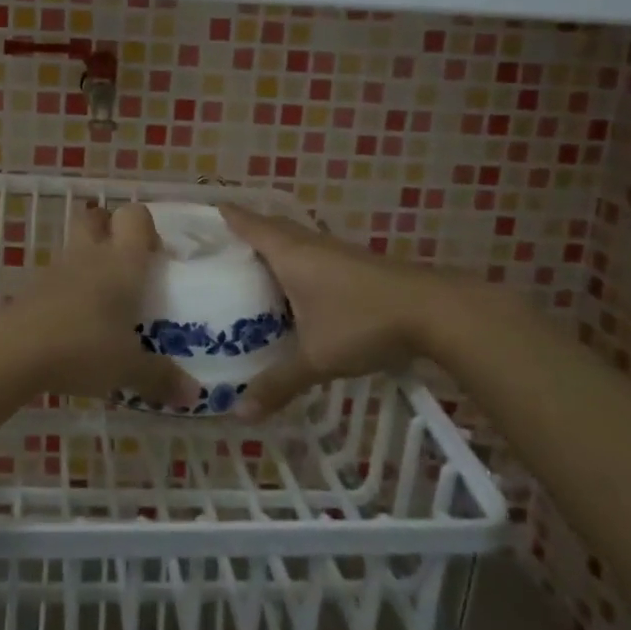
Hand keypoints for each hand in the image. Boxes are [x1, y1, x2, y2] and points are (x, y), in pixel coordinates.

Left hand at [0, 203, 201, 409]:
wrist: (15, 351)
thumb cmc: (84, 347)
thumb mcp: (128, 368)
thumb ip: (161, 377)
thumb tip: (194, 394)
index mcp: (122, 262)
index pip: (135, 215)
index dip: (145, 227)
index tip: (153, 256)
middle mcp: (91, 255)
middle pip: (97, 216)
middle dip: (110, 229)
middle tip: (126, 265)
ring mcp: (57, 268)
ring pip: (75, 246)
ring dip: (88, 261)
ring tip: (104, 301)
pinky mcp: (33, 288)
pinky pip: (58, 276)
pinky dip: (68, 288)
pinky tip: (76, 321)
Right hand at [221, 206, 426, 419]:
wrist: (435, 311)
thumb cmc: (363, 322)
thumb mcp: (316, 358)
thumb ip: (278, 383)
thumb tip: (239, 413)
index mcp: (289, 252)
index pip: (246, 222)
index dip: (222, 216)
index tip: (196, 218)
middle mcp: (308, 243)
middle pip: (268, 226)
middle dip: (242, 233)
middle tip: (214, 251)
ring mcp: (334, 251)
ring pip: (292, 240)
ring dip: (270, 248)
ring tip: (246, 271)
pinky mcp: (354, 263)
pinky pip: (311, 254)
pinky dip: (293, 263)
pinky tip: (292, 289)